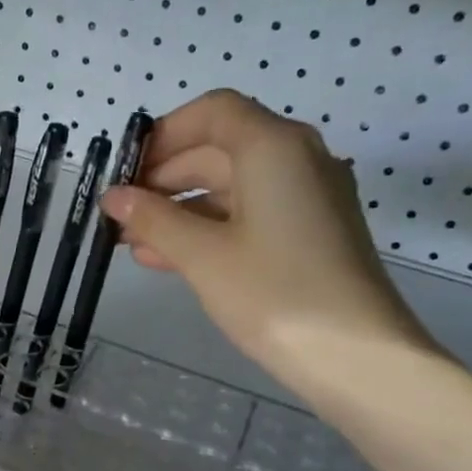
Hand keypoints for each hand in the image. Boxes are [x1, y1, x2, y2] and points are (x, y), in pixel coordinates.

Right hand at [101, 89, 441, 386]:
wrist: (357, 358)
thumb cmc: (275, 295)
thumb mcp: (203, 256)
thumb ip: (154, 220)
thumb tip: (114, 197)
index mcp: (274, 148)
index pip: (212, 113)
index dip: (163, 135)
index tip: (124, 170)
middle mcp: (296, 160)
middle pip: (219, 149)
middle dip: (163, 179)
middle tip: (119, 213)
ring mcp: (306, 199)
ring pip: (230, 188)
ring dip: (178, 210)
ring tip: (130, 242)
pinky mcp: (308, 235)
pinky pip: (248, 216)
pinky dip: (207, 230)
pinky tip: (166, 258)